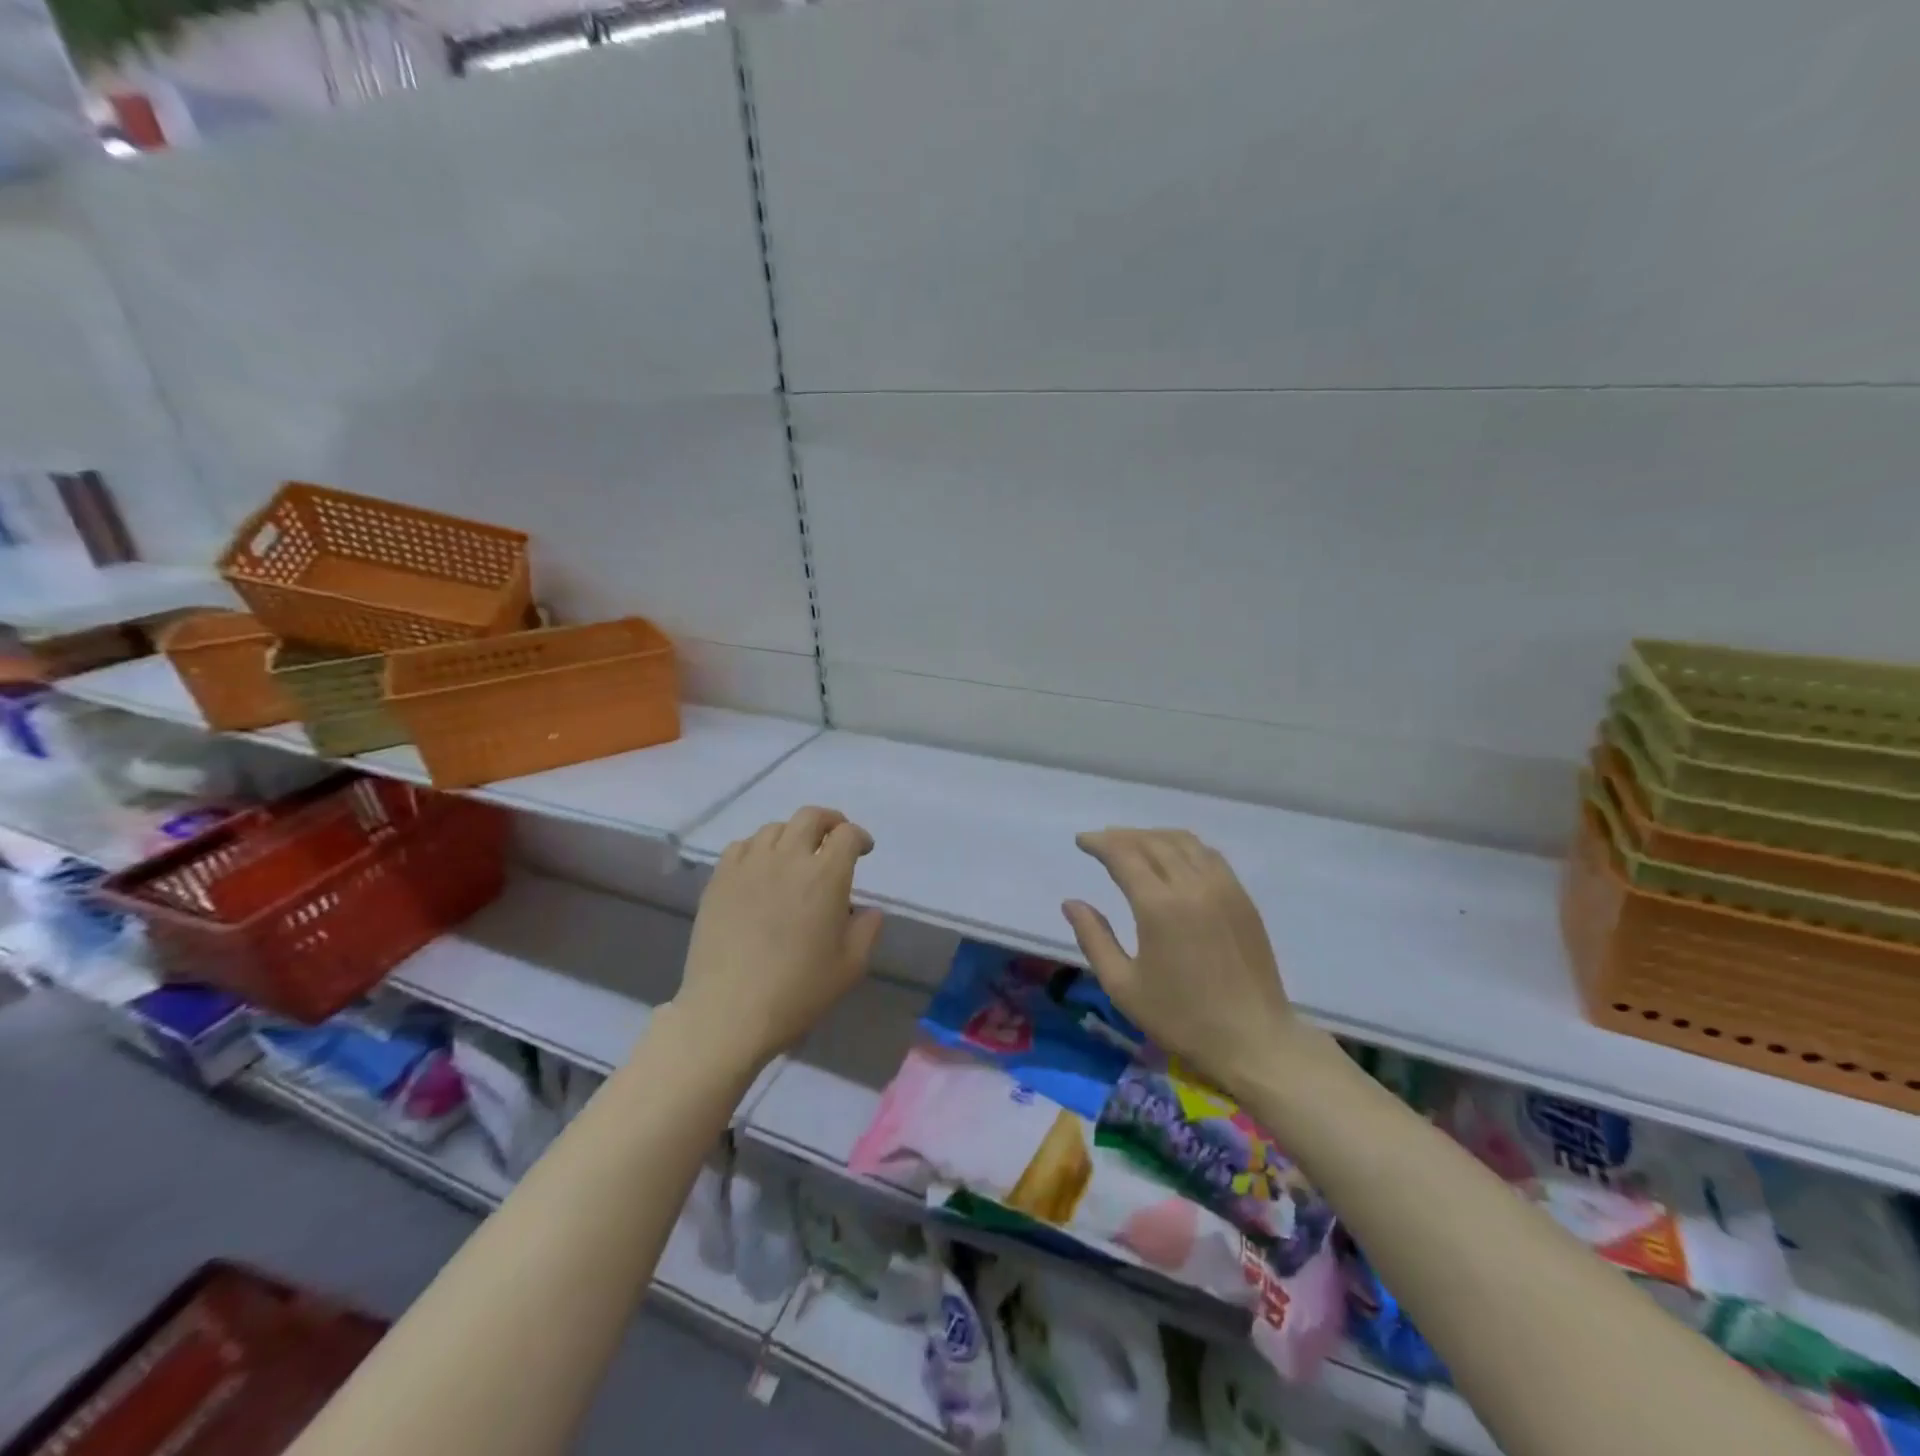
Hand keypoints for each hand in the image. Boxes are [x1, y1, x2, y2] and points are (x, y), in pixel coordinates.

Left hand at [672, 807, 883, 1071]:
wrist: (729, 1011)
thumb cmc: (797, 991)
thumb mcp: (850, 967)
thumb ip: (867, 930)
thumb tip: (868, 910)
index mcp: (825, 876)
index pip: (847, 835)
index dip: (859, 837)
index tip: (863, 850)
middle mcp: (788, 858)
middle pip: (810, 817)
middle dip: (829, 821)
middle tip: (834, 838)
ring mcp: (749, 865)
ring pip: (774, 828)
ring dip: (793, 834)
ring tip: (796, 855)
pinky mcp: (719, 879)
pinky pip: (741, 846)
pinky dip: (758, 848)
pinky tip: (760, 868)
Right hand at [1063, 829, 1301, 1096]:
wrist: (1254, 1040)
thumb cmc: (1182, 1019)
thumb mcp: (1123, 986)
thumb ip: (1094, 939)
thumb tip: (1071, 903)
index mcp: (1159, 906)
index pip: (1124, 854)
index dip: (1100, 842)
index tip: (1082, 841)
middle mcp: (1192, 885)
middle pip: (1153, 842)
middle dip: (1122, 836)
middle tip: (1101, 842)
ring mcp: (1223, 888)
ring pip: (1184, 842)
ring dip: (1153, 836)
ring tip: (1133, 845)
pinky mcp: (1243, 898)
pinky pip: (1208, 855)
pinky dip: (1183, 846)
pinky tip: (1173, 859)